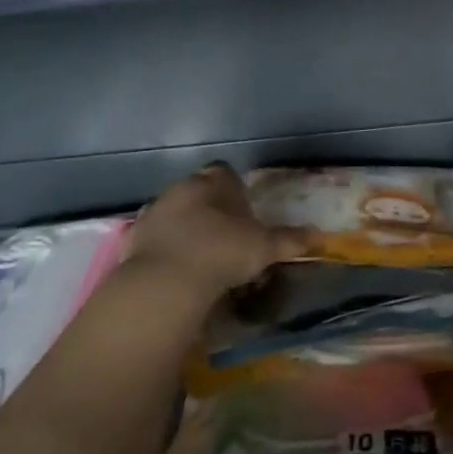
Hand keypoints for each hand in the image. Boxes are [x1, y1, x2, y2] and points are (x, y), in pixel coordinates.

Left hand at [125, 162, 314, 301]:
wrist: (165, 282)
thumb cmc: (222, 252)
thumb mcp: (264, 248)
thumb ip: (289, 240)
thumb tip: (318, 236)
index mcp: (211, 182)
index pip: (225, 172)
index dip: (236, 188)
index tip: (244, 208)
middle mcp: (179, 189)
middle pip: (198, 192)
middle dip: (211, 208)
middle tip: (227, 235)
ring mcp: (153, 213)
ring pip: (175, 213)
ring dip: (187, 228)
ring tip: (203, 255)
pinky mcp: (134, 239)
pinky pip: (156, 238)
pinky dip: (167, 249)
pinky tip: (179, 269)